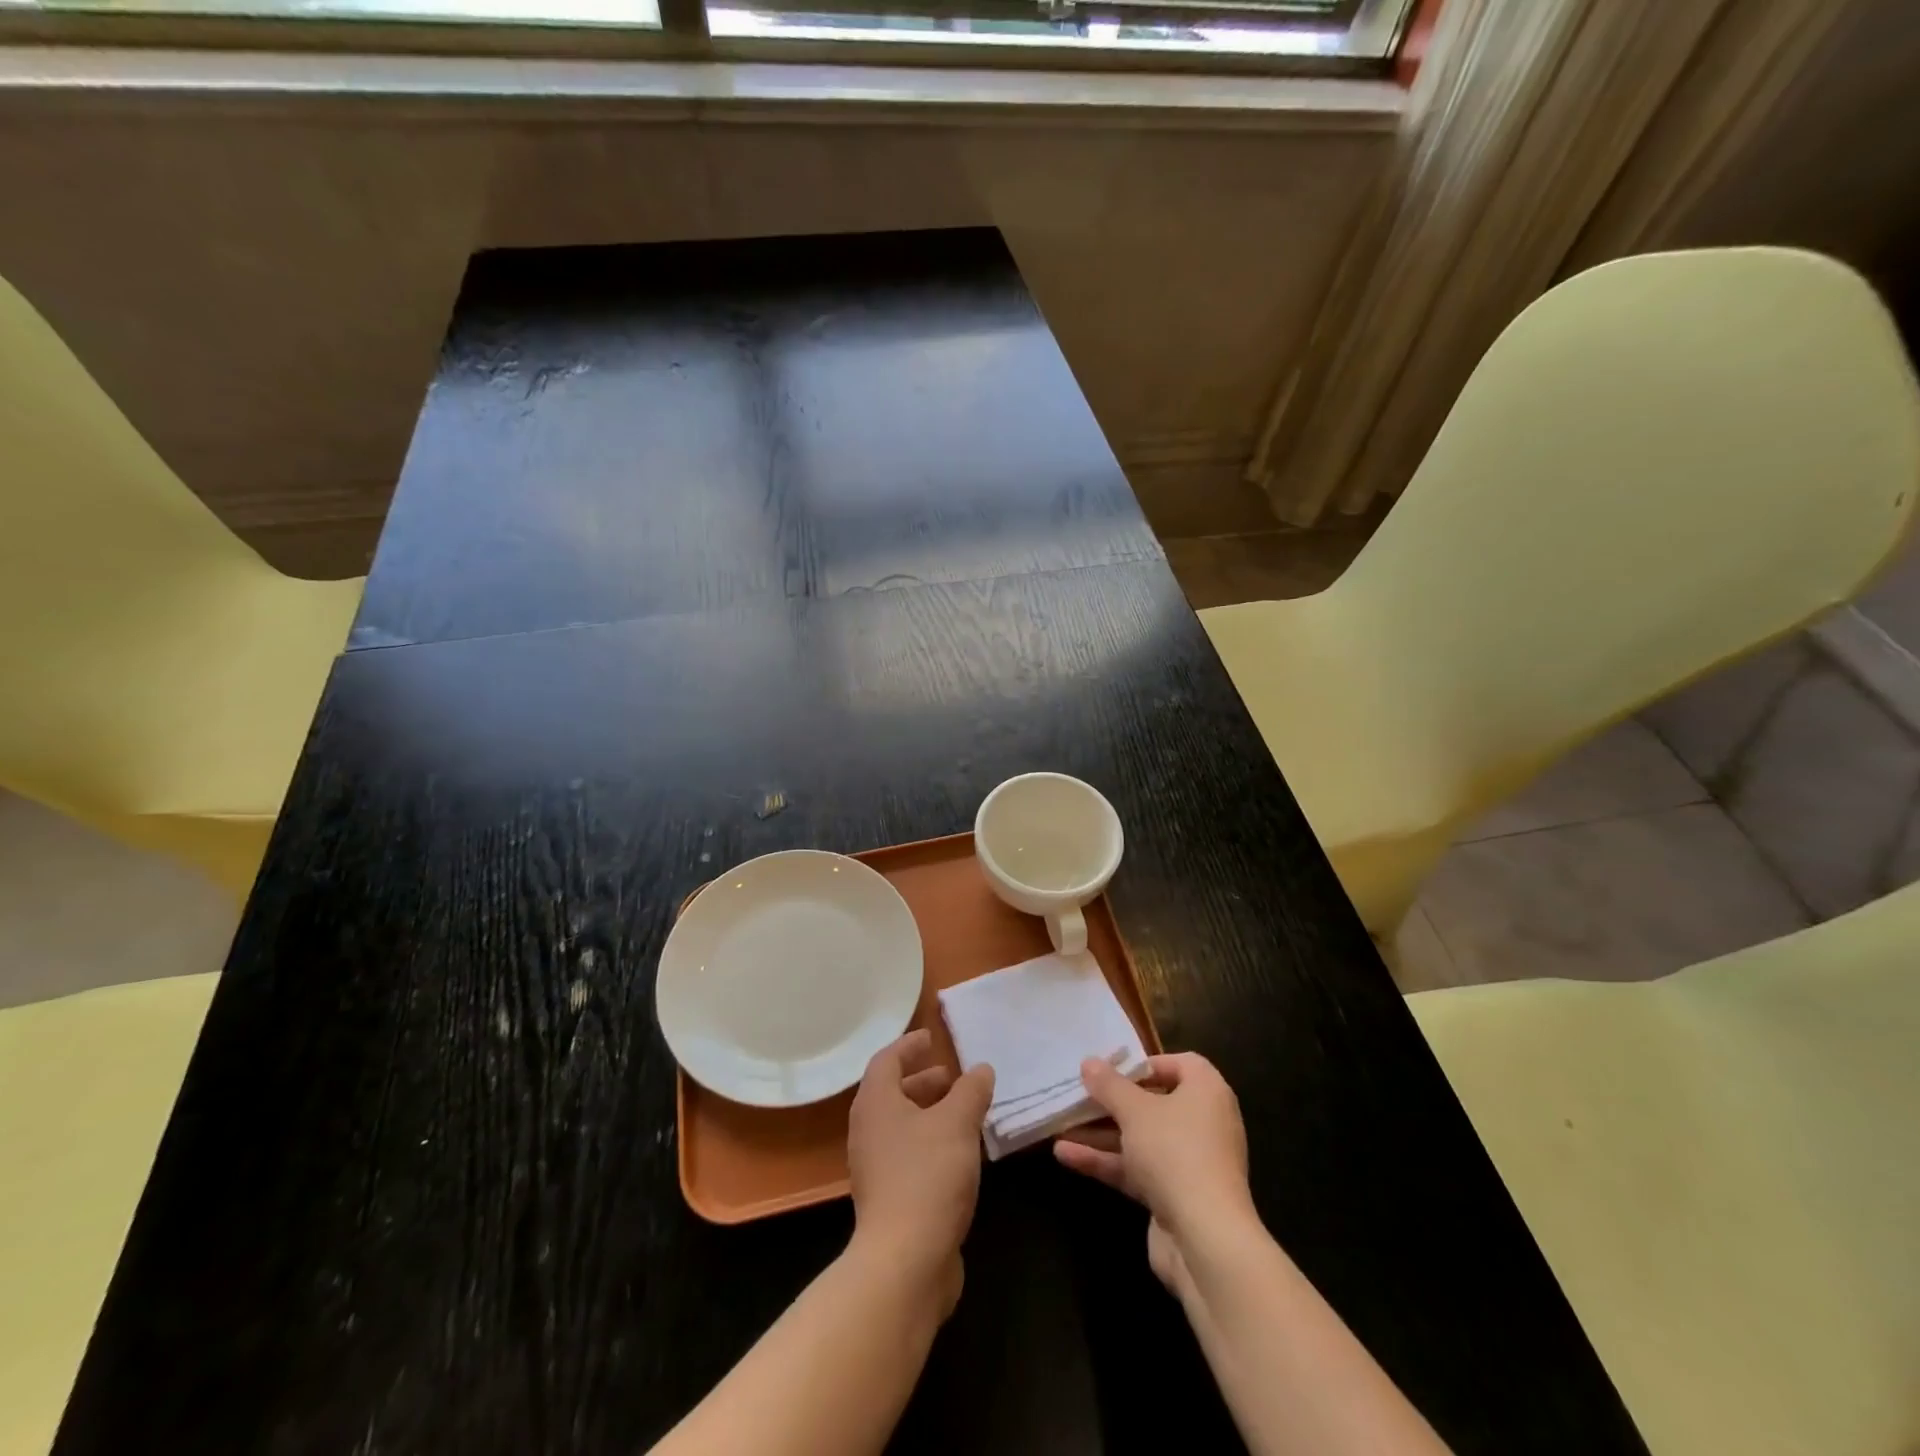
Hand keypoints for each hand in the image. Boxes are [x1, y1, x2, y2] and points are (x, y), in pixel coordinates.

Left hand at [846, 1029, 994, 1316]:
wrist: (905, 1262)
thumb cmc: (928, 1175)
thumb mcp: (958, 1123)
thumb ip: (971, 1091)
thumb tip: (981, 1069)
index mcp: (876, 1103)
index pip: (887, 1060)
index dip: (909, 1045)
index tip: (931, 1037)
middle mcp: (868, 1130)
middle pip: (892, 1092)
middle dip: (923, 1080)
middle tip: (952, 1075)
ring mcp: (875, 1167)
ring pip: (902, 1126)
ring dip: (929, 1113)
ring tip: (963, 1111)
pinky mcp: (888, 1198)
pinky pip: (909, 1154)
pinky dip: (931, 1142)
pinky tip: (959, 1152)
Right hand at [1052, 1052, 1254, 1290]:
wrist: (1205, 1240)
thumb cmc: (1175, 1153)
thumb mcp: (1134, 1110)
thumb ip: (1109, 1085)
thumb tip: (1089, 1062)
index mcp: (1207, 1093)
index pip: (1182, 1064)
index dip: (1147, 1063)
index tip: (1113, 1069)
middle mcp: (1204, 1123)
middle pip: (1154, 1102)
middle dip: (1113, 1101)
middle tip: (1079, 1094)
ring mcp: (1189, 1162)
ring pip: (1140, 1138)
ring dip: (1101, 1132)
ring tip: (1060, 1124)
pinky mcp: (1174, 1196)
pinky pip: (1136, 1169)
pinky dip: (1106, 1161)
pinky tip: (1066, 1155)